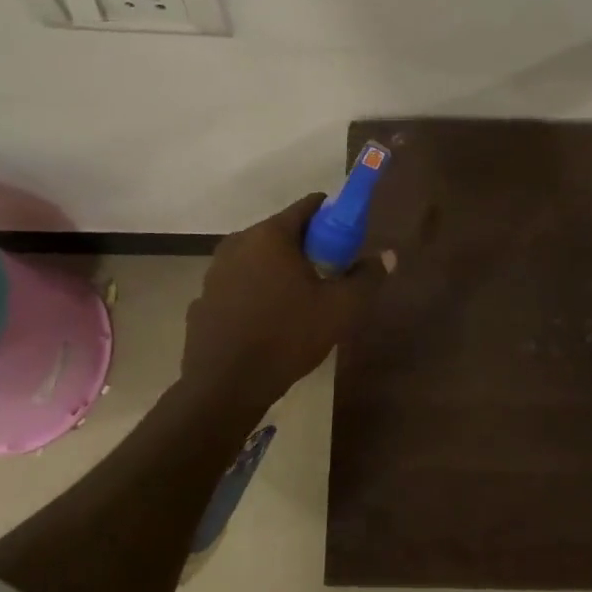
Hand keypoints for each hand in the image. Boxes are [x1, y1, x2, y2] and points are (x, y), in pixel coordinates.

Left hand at [179, 194, 392, 416]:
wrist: (224, 386)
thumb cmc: (286, 337)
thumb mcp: (340, 309)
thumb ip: (367, 278)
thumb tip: (388, 255)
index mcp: (270, 234)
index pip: (309, 205)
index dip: (334, 219)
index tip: (348, 243)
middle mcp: (238, 242)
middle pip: (284, 232)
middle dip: (309, 248)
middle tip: (330, 277)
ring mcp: (216, 270)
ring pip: (260, 258)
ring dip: (281, 271)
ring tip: (300, 303)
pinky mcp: (204, 298)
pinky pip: (240, 284)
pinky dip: (256, 292)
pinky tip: (268, 322)